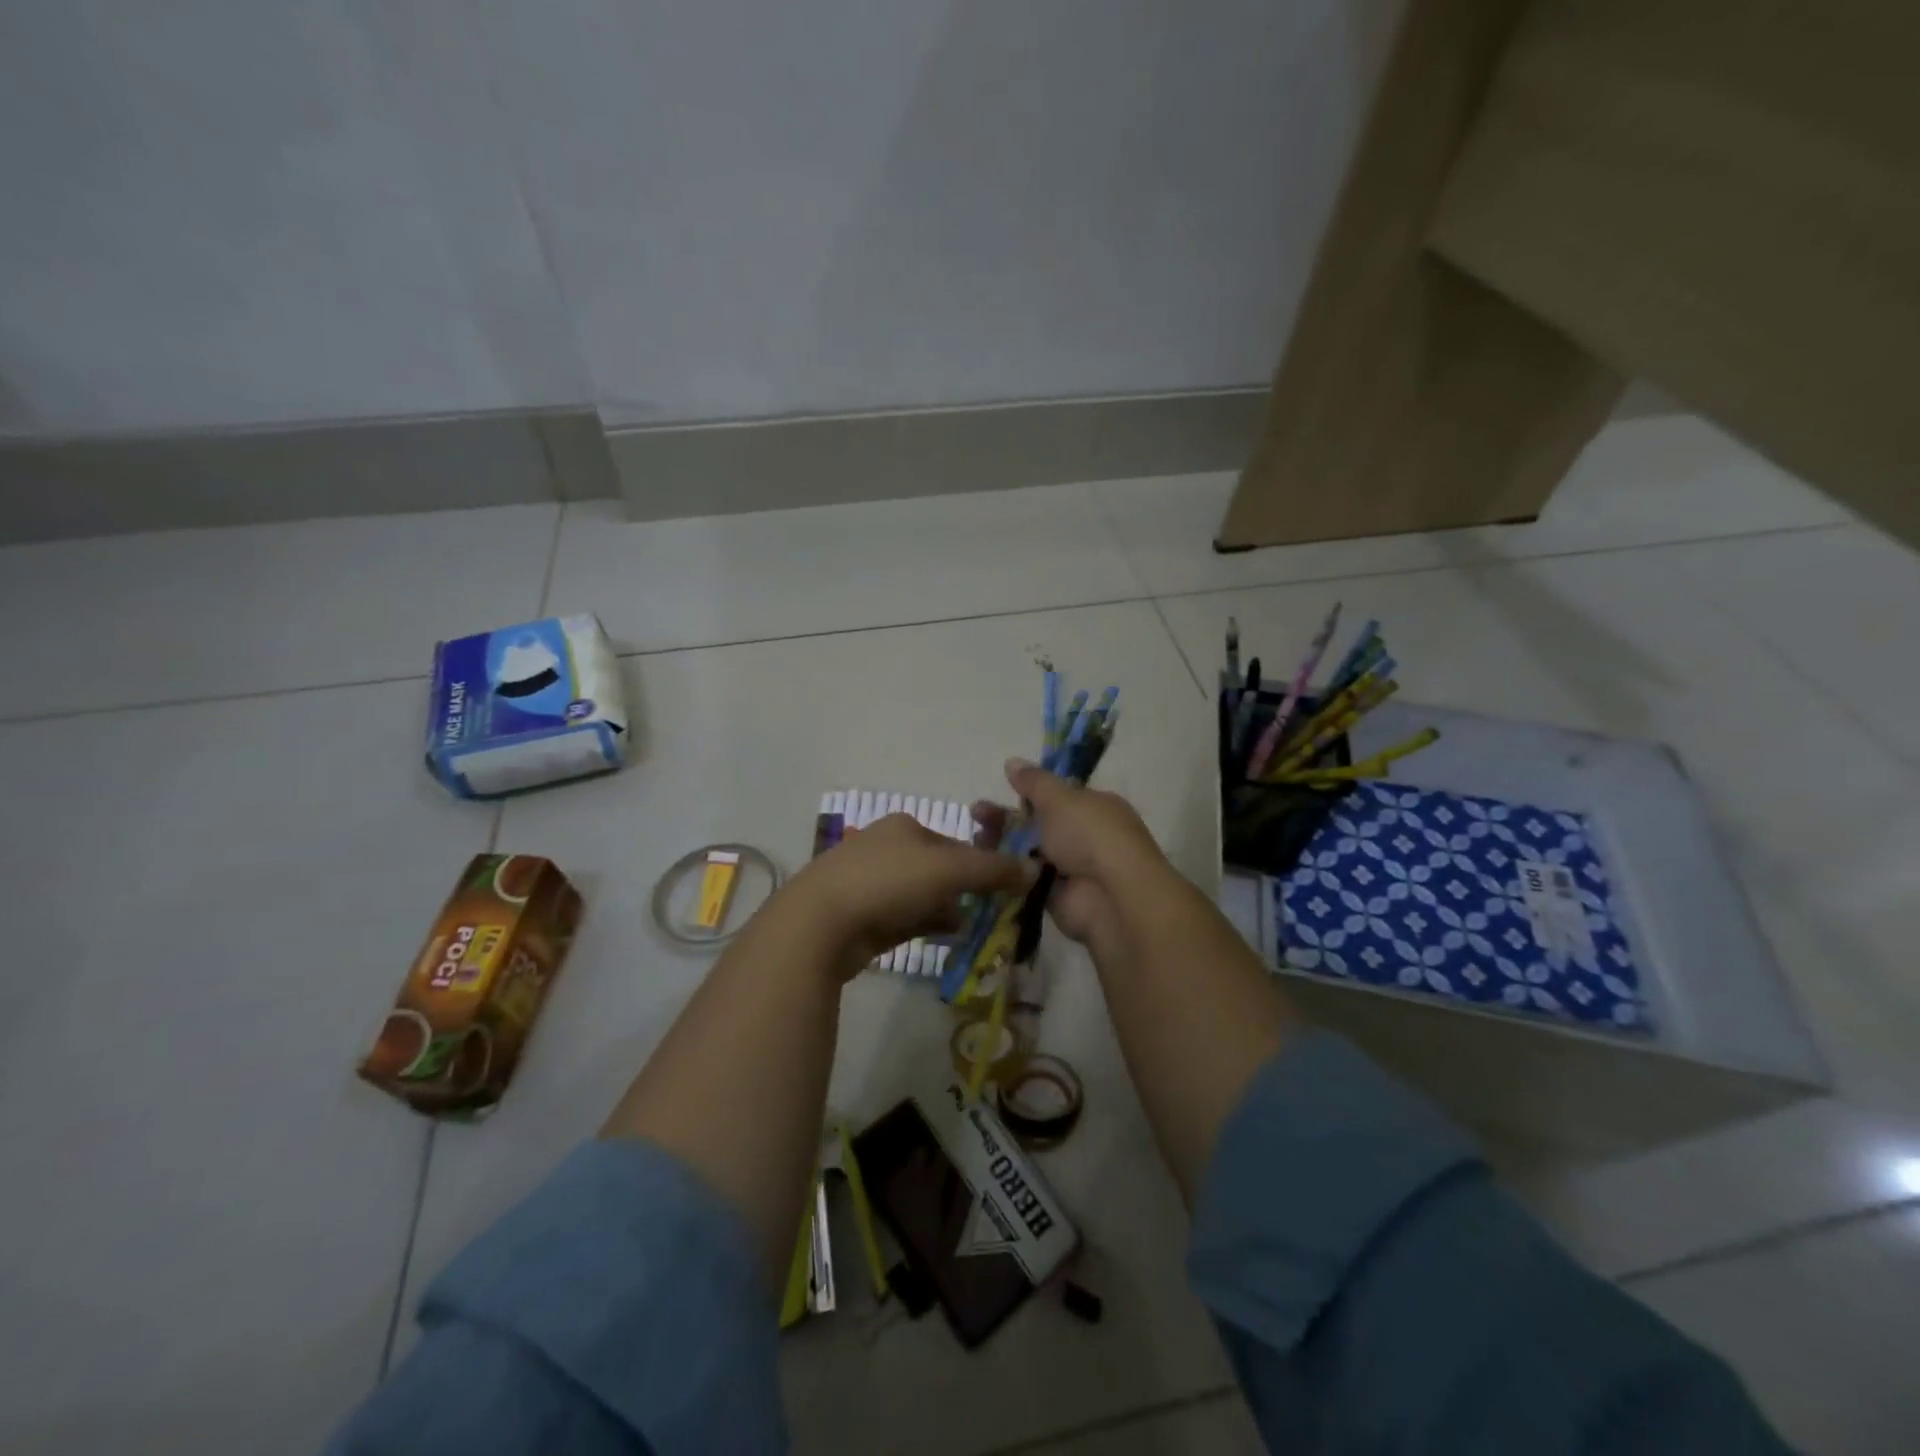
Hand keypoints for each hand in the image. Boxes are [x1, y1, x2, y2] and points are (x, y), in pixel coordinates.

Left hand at [787, 812, 1028, 975]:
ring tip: (971, 930)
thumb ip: (994, 869)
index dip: (981, 865)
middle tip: (990, 914)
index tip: (1003, 891)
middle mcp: (886, 848)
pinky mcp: (860, 915)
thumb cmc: (887, 883)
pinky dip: (925, 925)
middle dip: (964, 891)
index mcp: (904, 826)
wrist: (819, 923)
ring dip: (946, 910)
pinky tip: (944, 939)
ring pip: (921, 895)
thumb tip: (1035, 869)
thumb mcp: (950, 870)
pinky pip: (904, 918)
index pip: (955, 843)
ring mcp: (869, 882)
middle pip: (939, 869)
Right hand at [971, 758, 1164, 946]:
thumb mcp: (1059, 798)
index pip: (1060, 797)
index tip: (1003, 790)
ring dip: (1003, 845)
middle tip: (976, 813)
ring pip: (1030, 852)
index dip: (1030, 793)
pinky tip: (983, 865)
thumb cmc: (1089, 834)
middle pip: (1040, 824)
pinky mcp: (1057, 897)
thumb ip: (1033, 781)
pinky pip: (1027, 880)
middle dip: (1008, 818)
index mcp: (1096, 807)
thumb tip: (1012, 761)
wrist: (1109, 895)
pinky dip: (1008, 874)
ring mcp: (1073, 869)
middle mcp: (1087, 836)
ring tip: (976, 838)